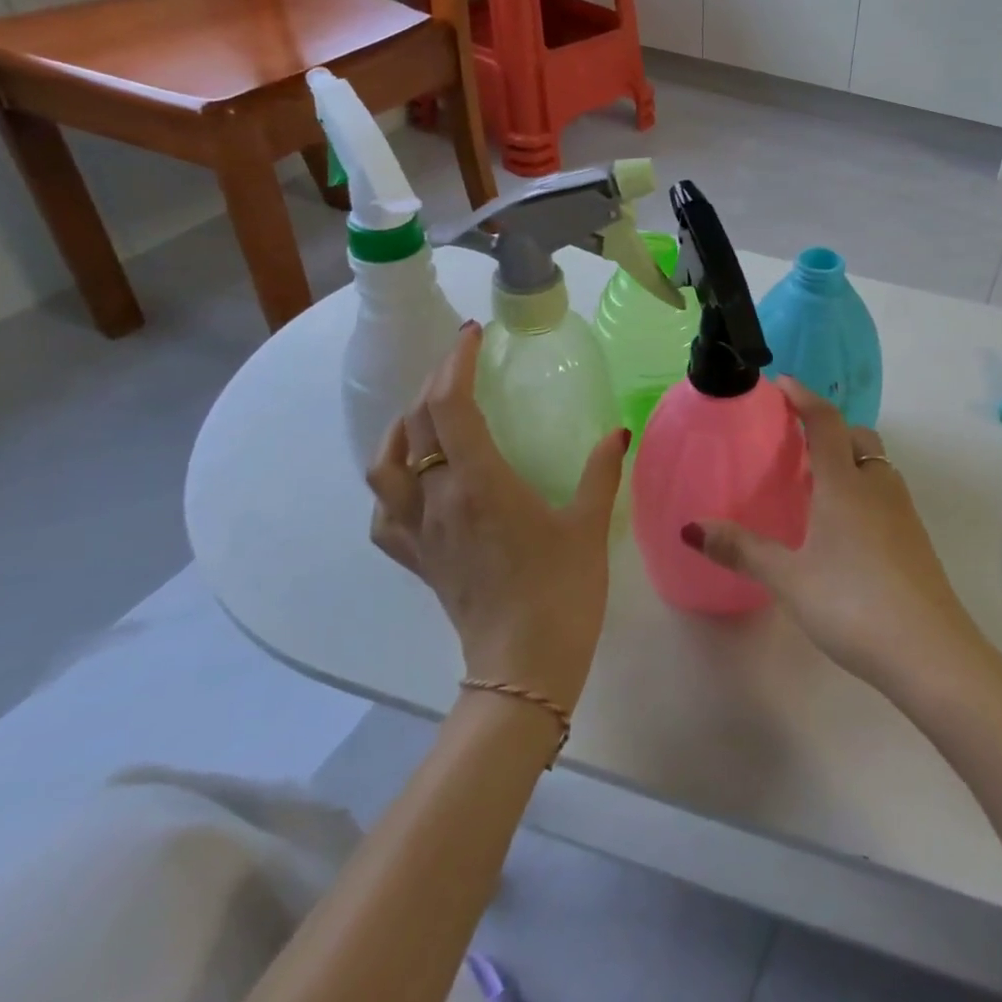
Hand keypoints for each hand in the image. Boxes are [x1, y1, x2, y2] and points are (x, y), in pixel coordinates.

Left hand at [366, 322, 629, 712]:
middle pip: (417, 425)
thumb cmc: (562, 588)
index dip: (455, 364)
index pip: (449, 407)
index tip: (473, 336)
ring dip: (403, 428)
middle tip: (464, 362)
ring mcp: (420, 532)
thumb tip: (616, 432)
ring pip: (385, 466)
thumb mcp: (588, 522)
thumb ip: (600, 471)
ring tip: (431, 413)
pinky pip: (384, 513)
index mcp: (479, 483)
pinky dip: (391, 483)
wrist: (524, 665)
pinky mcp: (416, 559)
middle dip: (436, 382)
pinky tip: (413, 478)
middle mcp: (438, 500)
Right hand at [689, 378, 977, 690]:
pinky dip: (862, 490)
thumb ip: (742, 549)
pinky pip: (885, 494)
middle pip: (857, 438)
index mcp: (845, 483)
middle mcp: (877, 486)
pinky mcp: (915, 538)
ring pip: (875, 467)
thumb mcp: (789, 578)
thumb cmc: (852, 603)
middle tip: (797, 441)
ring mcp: (903, 512)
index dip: (803, 397)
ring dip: (849, 461)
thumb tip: (691, 528)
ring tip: (816, 484)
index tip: (782, 383)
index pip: (826, 421)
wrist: (929, 650)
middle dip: (829, 428)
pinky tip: (843, 527)